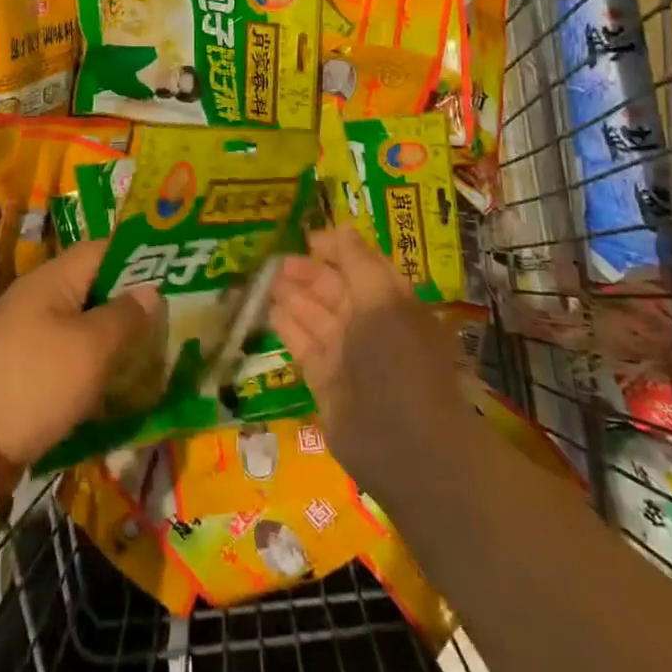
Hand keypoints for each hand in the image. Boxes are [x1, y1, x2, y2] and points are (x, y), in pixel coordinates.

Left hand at [0, 239, 160, 467]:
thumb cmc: (38, 382)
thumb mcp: (92, 348)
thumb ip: (126, 316)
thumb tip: (150, 291)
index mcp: (51, 278)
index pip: (102, 249)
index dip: (137, 257)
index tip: (172, 275)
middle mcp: (35, 295)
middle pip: (91, 284)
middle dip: (127, 301)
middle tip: (166, 319)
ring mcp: (22, 330)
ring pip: (78, 320)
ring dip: (110, 333)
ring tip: (146, 351)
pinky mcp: (18, 364)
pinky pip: (62, 348)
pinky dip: (88, 359)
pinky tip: (110, 381)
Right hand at [270, 223, 471, 498]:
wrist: (406, 445)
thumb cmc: (399, 359)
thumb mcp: (383, 299)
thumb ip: (358, 262)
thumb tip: (341, 226)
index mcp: (393, 303)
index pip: (363, 267)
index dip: (337, 250)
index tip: (307, 237)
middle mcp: (372, 326)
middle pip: (336, 290)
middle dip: (309, 272)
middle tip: (277, 259)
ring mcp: (348, 355)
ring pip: (316, 316)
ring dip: (293, 296)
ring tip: (266, 278)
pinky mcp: (326, 382)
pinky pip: (304, 345)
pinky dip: (287, 326)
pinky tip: (269, 309)